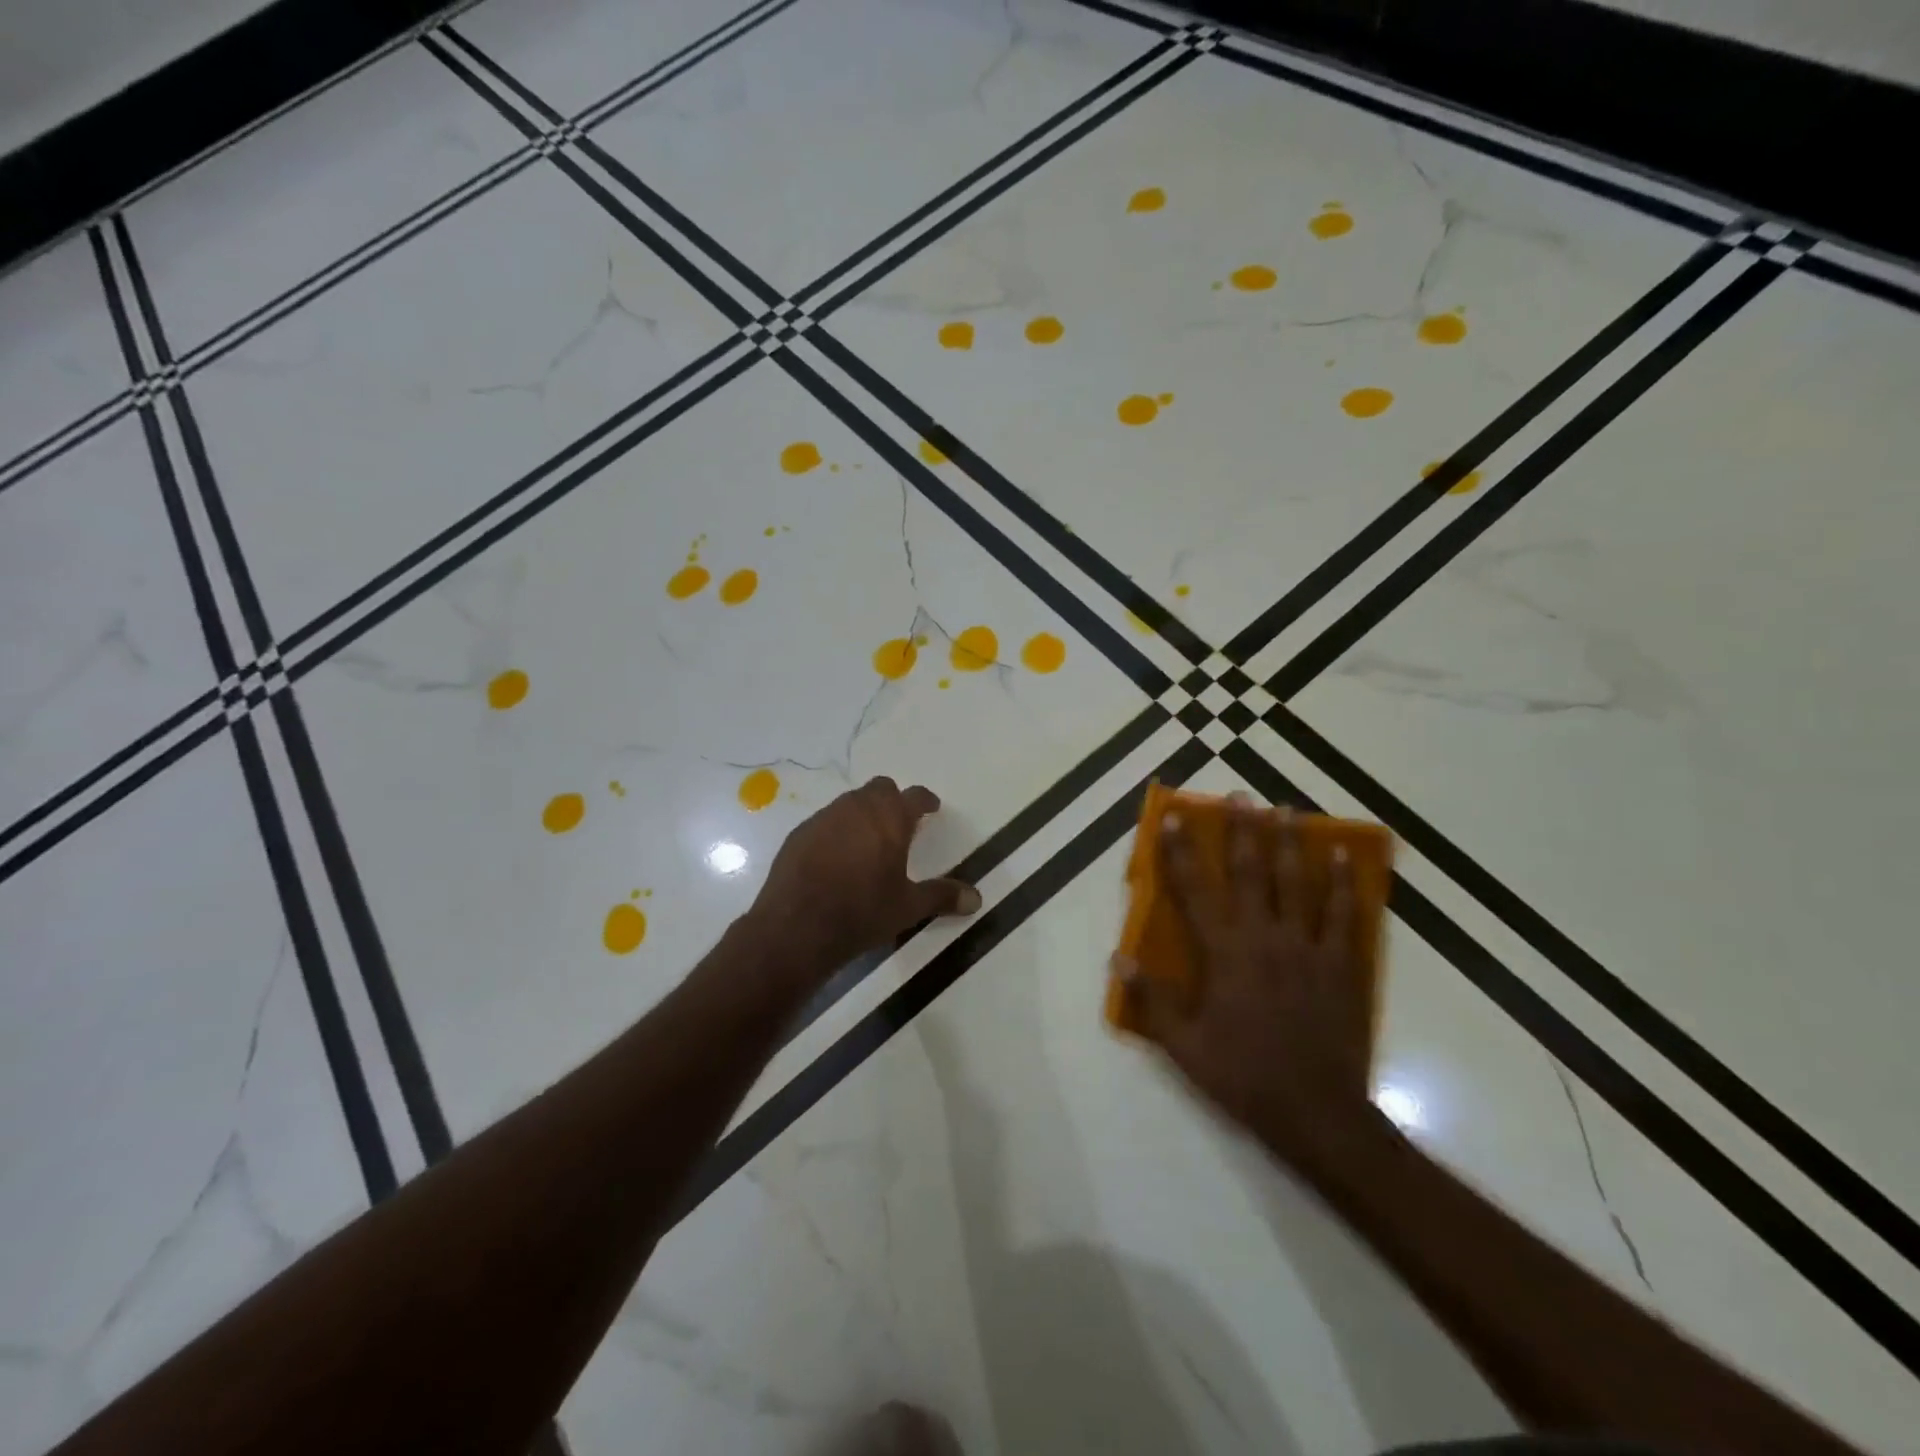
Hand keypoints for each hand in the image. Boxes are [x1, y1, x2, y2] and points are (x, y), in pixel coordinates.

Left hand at [747, 777, 981, 977]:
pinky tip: (836, 857)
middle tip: (900, 823)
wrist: (797, 927)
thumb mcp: (908, 908)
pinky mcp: (799, 834)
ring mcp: (824, 818)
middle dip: (892, 801)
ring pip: (850, 802)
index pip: (914, 796)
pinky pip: (825, 821)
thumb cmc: (862, 912)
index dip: (925, 801)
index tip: (931, 808)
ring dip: (863, 813)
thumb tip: (976, 898)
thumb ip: (942, 896)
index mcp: (890, 818)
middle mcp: (857, 808)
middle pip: (880, 789)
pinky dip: (836, 831)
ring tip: (869, 840)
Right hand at [1118, 801, 1376, 1169]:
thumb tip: (1117, 959)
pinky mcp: (1341, 964)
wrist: (1316, 1112)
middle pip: (1250, 873)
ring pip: (1298, 883)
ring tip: (1288, 809)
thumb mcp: (1184, 1045)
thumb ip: (1152, 999)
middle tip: (1240, 795)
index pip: (1195, 891)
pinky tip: (1343, 856)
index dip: (1181, 852)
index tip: (1174, 817)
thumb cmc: (1243, 1075)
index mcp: (1223, 953)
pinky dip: (1343, 882)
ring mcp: (1306, 947)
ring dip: (1290, 843)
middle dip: (1242, 831)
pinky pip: (1343, 914)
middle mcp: (1263, 937)